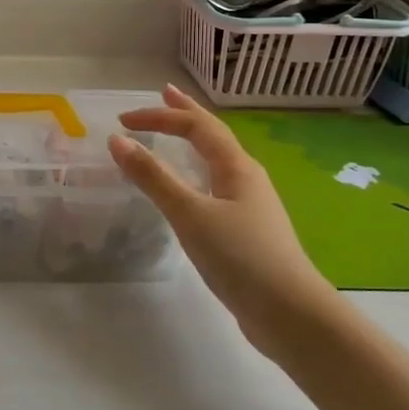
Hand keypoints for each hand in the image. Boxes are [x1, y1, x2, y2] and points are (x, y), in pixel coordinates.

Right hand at [108, 84, 340, 355]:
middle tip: (164, 94)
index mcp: (237, 167)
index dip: (160, 116)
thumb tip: (118, 140)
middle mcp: (246, 178)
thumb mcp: (190, 213)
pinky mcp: (246, 231)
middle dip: (186, 114)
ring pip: (216, 161)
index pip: (197, 126)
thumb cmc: (240, 257)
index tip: (123, 120)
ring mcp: (249, 206)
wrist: (290, 315)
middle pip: (213, 136)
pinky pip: (214, 186)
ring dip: (192, 142)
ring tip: (174, 135)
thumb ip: (153, 177)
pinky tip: (188, 189)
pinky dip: (194, 173)